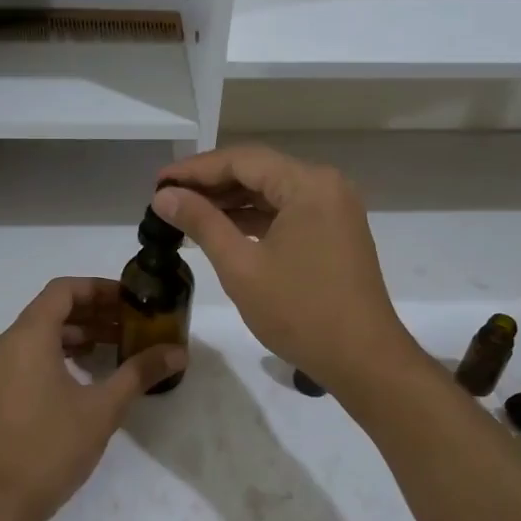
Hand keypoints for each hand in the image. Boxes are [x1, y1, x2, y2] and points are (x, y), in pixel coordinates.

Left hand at [0, 277, 185, 520]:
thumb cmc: (51, 445)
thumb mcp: (103, 407)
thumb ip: (140, 372)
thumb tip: (178, 352)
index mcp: (30, 336)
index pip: (64, 290)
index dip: (99, 288)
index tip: (131, 299)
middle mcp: (9, 343)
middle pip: (53, 308)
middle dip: (94, 310)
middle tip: (132, 322)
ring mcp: (1, 368)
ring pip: (43, 333)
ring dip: (80, 333)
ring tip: (117, 345)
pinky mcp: (1, 391)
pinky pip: (33, 354)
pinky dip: (62, 352)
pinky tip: (90, 373)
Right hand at [152, 145, 413, 394]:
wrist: (363, 359)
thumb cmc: (300, 312)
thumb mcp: (241, 267)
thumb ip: (202, 223)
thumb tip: (164, 196)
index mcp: (308, 184)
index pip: (242, 160)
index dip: (195, 169)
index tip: (157, 182)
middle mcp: (326, 185)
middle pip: (258, 171)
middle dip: (211, 184)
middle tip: (166, 198)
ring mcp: (334, 209)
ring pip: (272, 192)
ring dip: (231, 201)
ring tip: (186, 213)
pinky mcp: (335, 232)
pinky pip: (288, 212)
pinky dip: (255, 218)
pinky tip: (223, 229)